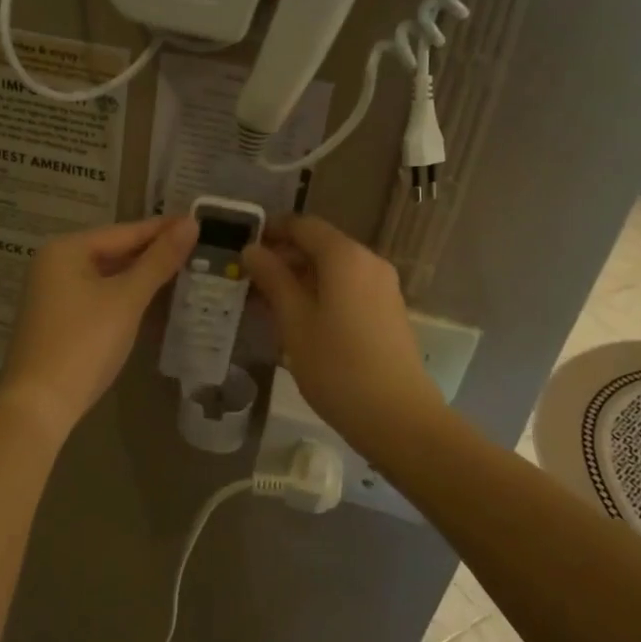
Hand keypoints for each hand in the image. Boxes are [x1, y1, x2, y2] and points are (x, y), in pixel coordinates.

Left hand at [0, 215, 198, 435]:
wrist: (40, 405)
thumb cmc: (84, 343)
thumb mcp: (127, 299)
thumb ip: (159, 261)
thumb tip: (191, 223)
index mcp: (66, 249)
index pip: (124, 232)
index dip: (162, 229)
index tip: (198, 222)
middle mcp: (54, 264)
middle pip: (113, 251)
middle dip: (152, 252)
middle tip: (196, 247)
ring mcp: (53, 293)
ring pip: (106, 275)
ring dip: (141, 275)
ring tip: (183, 269)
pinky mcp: (58, 319)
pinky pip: (98, 295)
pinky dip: (124, 295)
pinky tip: (151, 298)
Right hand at [243, 215, 442, 443]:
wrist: (397, 416)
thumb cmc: (336, 366)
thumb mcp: (294, 321)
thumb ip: (273, 279)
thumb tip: (252, 250)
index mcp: (345, 256)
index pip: (303, 225)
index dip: (271, 231)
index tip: (243, 249)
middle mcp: (368, 261)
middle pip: (320, 245)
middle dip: (284, 257)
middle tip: (250, 281)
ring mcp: (383, 286)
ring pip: (334, 269)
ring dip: (300, 278)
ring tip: (269, 304)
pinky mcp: (388, 310)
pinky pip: (348, 287)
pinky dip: (322, 293)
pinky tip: (300, 320)